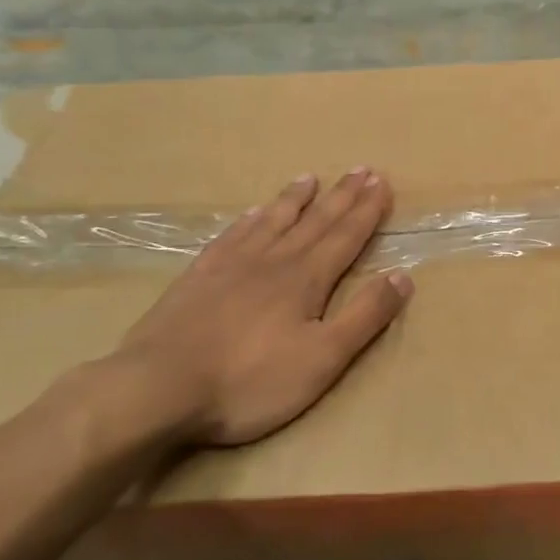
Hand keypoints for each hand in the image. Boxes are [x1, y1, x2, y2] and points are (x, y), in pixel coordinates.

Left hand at [113, 170, 410, 446]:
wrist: (156, 389)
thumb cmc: (250, 381)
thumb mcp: (323, 358)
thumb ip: (364, 316)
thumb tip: (403, 276)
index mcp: (306, 279)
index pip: (346, 236)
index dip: (367, 210)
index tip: (382, 182)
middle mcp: (273, 261)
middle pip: (314, 221)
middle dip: (341, 196)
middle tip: (360, 170)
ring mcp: (230, 266)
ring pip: (271, 222)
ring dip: (294, 199)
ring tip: (310, 178)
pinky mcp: (197, 278)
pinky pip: (230, 237)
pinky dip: (247, 221)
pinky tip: (250, 214)